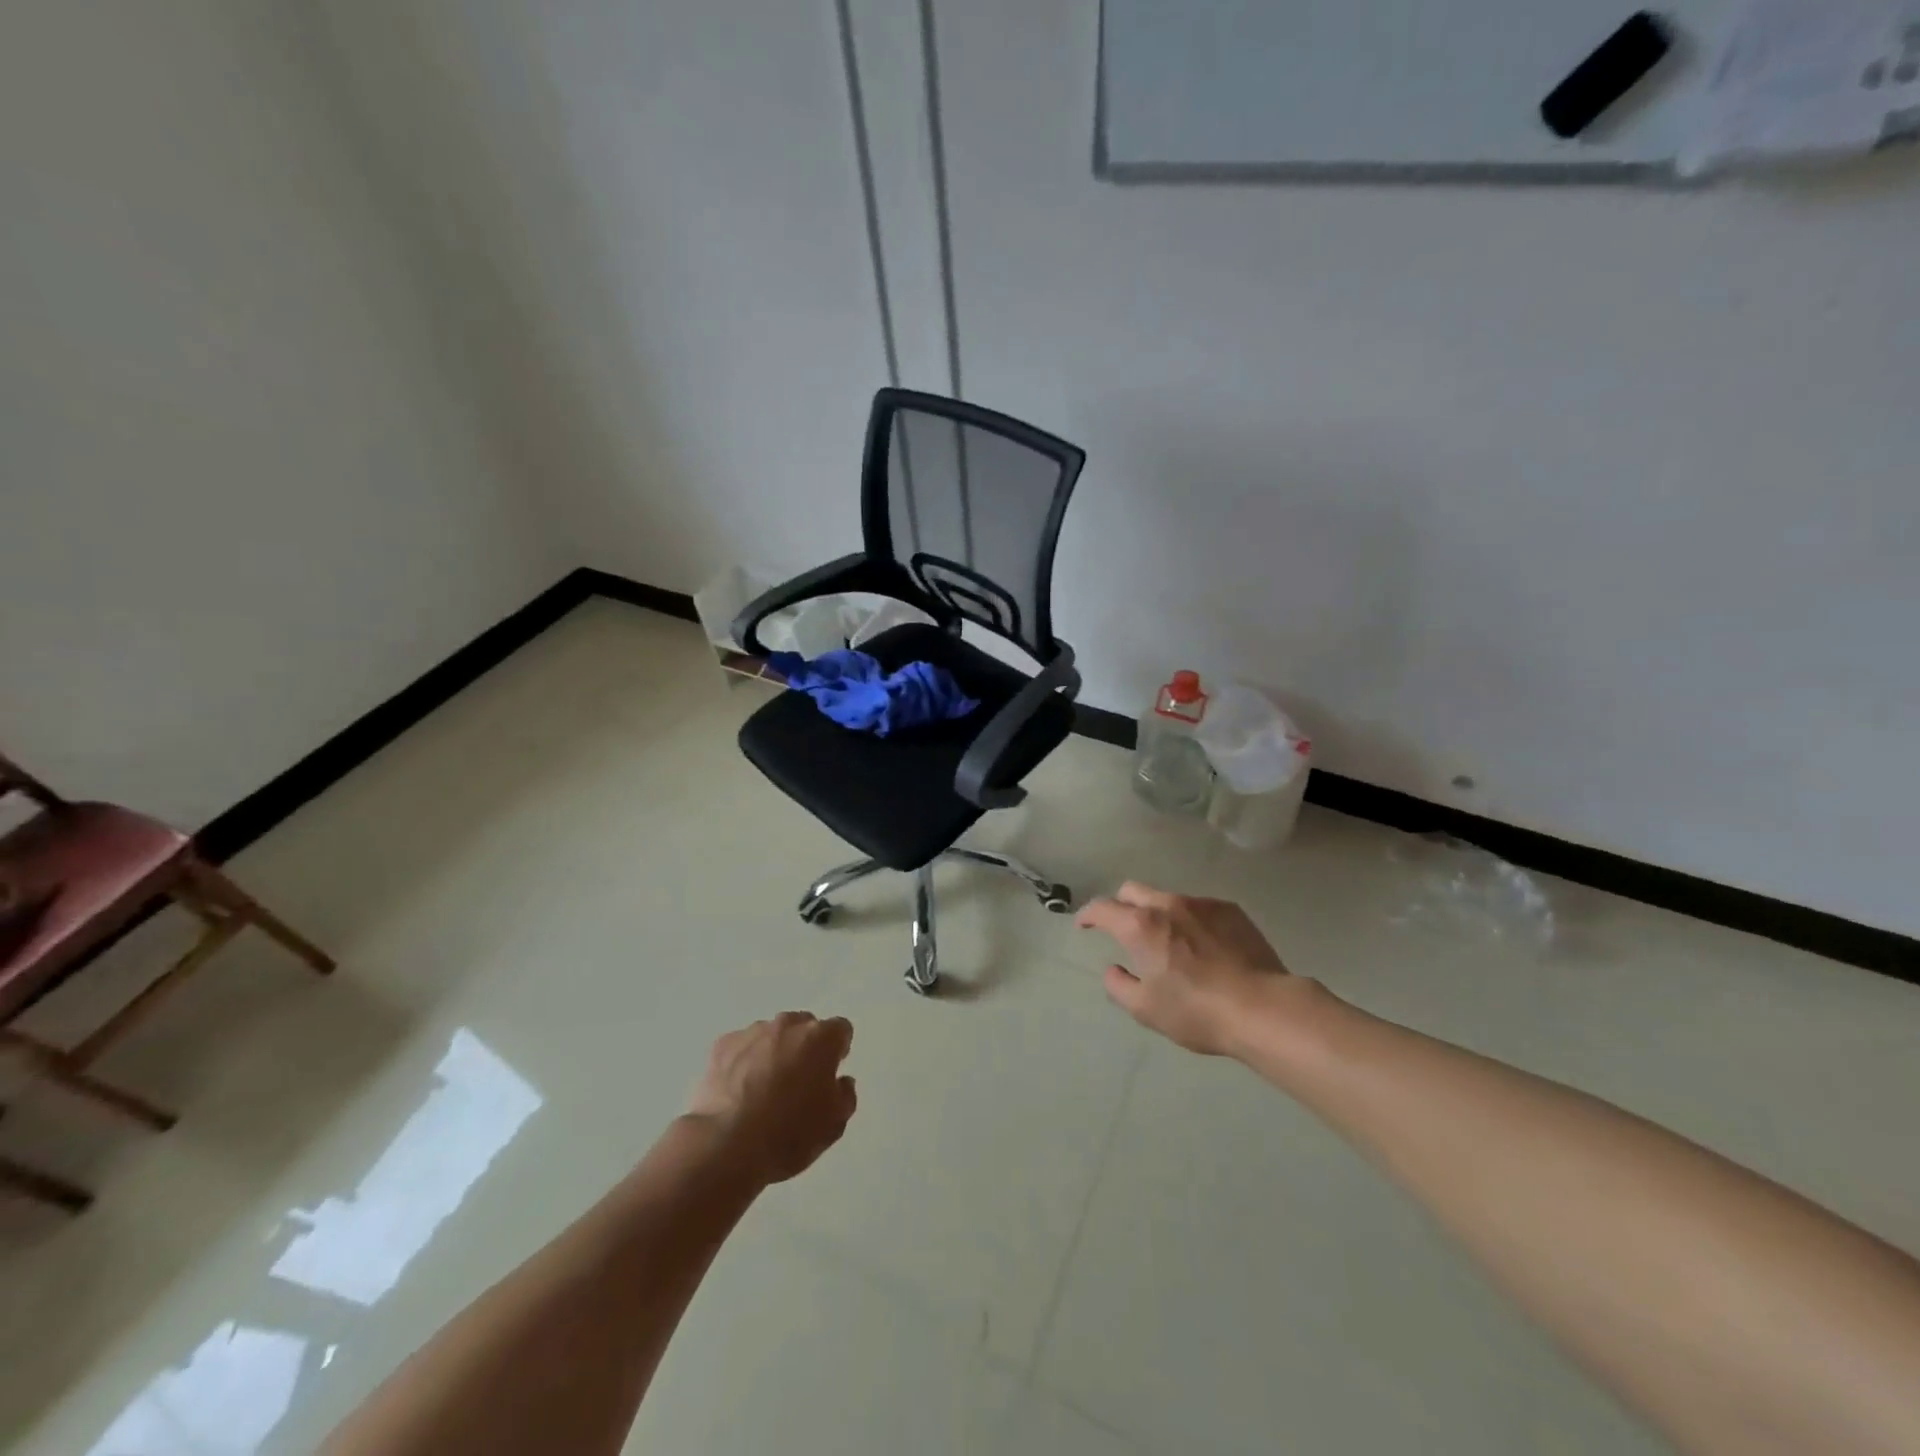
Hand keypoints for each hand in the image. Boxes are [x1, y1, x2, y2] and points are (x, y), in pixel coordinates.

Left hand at [686, 1012, 857, 1184]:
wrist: (726, 1146)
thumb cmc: (789, 1134)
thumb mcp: (834, 1125)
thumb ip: (845, 1095)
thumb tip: (841, 1082)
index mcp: (821, 1038)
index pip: (840, 1030)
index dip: (838, 1050)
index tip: (830, 1073)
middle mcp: (788, 1025)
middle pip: (804, 1027)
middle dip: (805, 1048)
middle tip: (798, 1082)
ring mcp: (752, 1032)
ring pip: (771, 1035)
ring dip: (773, 1053)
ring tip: (763, 1091)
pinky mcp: (722, 1046)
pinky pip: (741, 1048)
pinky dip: (743, 1062)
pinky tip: (738, 1092)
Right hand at [1076, 882, 1293, 1055]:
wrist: (1263, 1007)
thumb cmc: (1196, 1011)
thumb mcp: (1145, 1009)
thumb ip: (1118, 985)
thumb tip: (1112, 969)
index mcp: (1140, 925)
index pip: (1102, 908)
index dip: (1088, 915)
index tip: (1084, 925)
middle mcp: (1168, 904)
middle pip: (1132, 890)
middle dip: (1121, 905)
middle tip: (1123, 929)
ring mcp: (1202, 903)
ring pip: (1167, 897)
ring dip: (1158, 913)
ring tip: (1169, 941)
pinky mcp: (1231, 910)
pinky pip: (1199, 907)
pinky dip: (1190, 920)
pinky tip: (1203, 945)